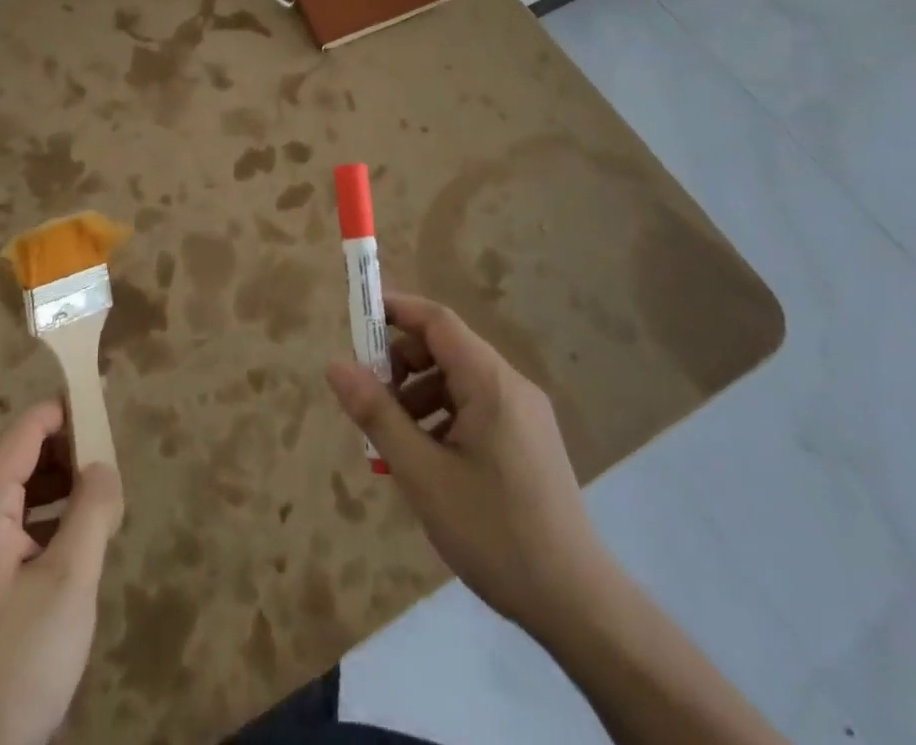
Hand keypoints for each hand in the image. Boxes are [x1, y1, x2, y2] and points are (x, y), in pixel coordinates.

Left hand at [0, 400, 123, 744]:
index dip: (65, 407)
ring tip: (104, 496)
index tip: (105, 396)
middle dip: (70, 448)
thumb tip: (104, 463)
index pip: (26, 430)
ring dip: (65, 483)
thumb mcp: (68, 582)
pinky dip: (55, 517)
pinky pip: (24, 526)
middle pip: (24, 456)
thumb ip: (92, 511)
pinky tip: (82, 540)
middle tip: (113, 456)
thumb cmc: (18, 661)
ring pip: (26, 492)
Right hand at [326, 292, 607, 645]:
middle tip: (370, 399)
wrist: (579, 606)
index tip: (357, 318)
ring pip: (459, 381)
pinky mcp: (529, 440)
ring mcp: (525, 414)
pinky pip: (476, 408)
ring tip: (394, 441)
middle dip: (402, 363)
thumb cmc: (494, 533)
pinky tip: (428, 462)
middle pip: (446, 348)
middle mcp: (511, 385)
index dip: (396, 310)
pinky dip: (443, 417)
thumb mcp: (423, 475)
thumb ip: (378, 415)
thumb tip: (336, 366)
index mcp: (490, 382)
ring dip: (419, 396)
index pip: (437, 320)